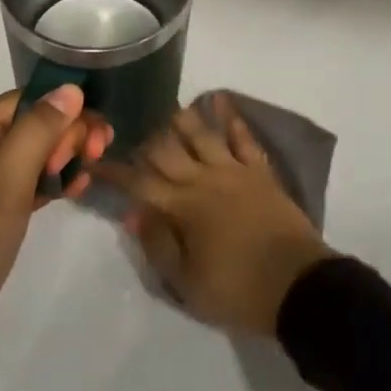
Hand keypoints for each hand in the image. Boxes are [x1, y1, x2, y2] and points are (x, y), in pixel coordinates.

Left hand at [0, 86, 109, 390]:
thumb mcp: (3, 184)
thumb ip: (38, 132)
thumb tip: (70, 87)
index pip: (25, 101)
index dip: (63, 108)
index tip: (96, 133)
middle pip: (31, 126)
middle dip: (69, 133)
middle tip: (99, 154)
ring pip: (33, 157)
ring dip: (65, 158)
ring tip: (90, 174)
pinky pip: (27, 187)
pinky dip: (52, 185)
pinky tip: (76, 191)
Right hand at [91, 93, 333, 336]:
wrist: (296, 285)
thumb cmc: (237, 290)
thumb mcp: (186, 283)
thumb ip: (158, 244)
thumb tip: (133, 212)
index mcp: (182, 208)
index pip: (139, 183)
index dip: (115, 171)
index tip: (94, 159)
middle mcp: (204, 179)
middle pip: (167, 150)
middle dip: (145, 139)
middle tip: (129, 128)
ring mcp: (234, 170)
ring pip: (202, 134)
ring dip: (182, 119)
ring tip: (167, 107)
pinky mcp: (260, 170)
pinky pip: (243, 137)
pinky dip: (231, 117)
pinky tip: (220, 100)